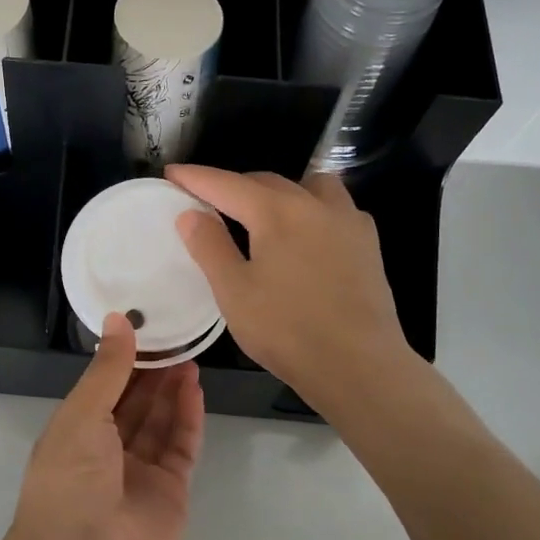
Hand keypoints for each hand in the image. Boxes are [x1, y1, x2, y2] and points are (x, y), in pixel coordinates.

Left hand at [11, 314, 203, 539]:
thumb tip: (118, 319)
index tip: (144, 328)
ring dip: (172, 390)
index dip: (123, 360)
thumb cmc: (71, 477)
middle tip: (175, 337)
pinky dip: (187, 418)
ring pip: (159, 422)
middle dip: (152, 372)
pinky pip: (181, 447)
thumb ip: (107, 369)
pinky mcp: (170, 490)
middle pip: (134, 404)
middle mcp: (106, 450)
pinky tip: (194, 388)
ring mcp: (140, 472)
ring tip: (189, 355)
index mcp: (76, 432)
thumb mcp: (82, 414)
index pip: (104, 387)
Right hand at [165, 165, 413, 412]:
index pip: (227, 184)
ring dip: (280, 191)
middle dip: (234, 186)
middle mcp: (315, 204)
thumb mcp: (234, 292)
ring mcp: (348, 221)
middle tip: (207, 201)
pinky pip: (335, 209)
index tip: (171, 173)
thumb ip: (210, 246)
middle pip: (266, 181)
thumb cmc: (287, 330)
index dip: (196, 178)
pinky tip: (306, 236)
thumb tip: (190, 213)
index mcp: (277, 212)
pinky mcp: (368, 244)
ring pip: (309, 186)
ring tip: (263, 213)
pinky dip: (312, 209)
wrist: (360, 366)